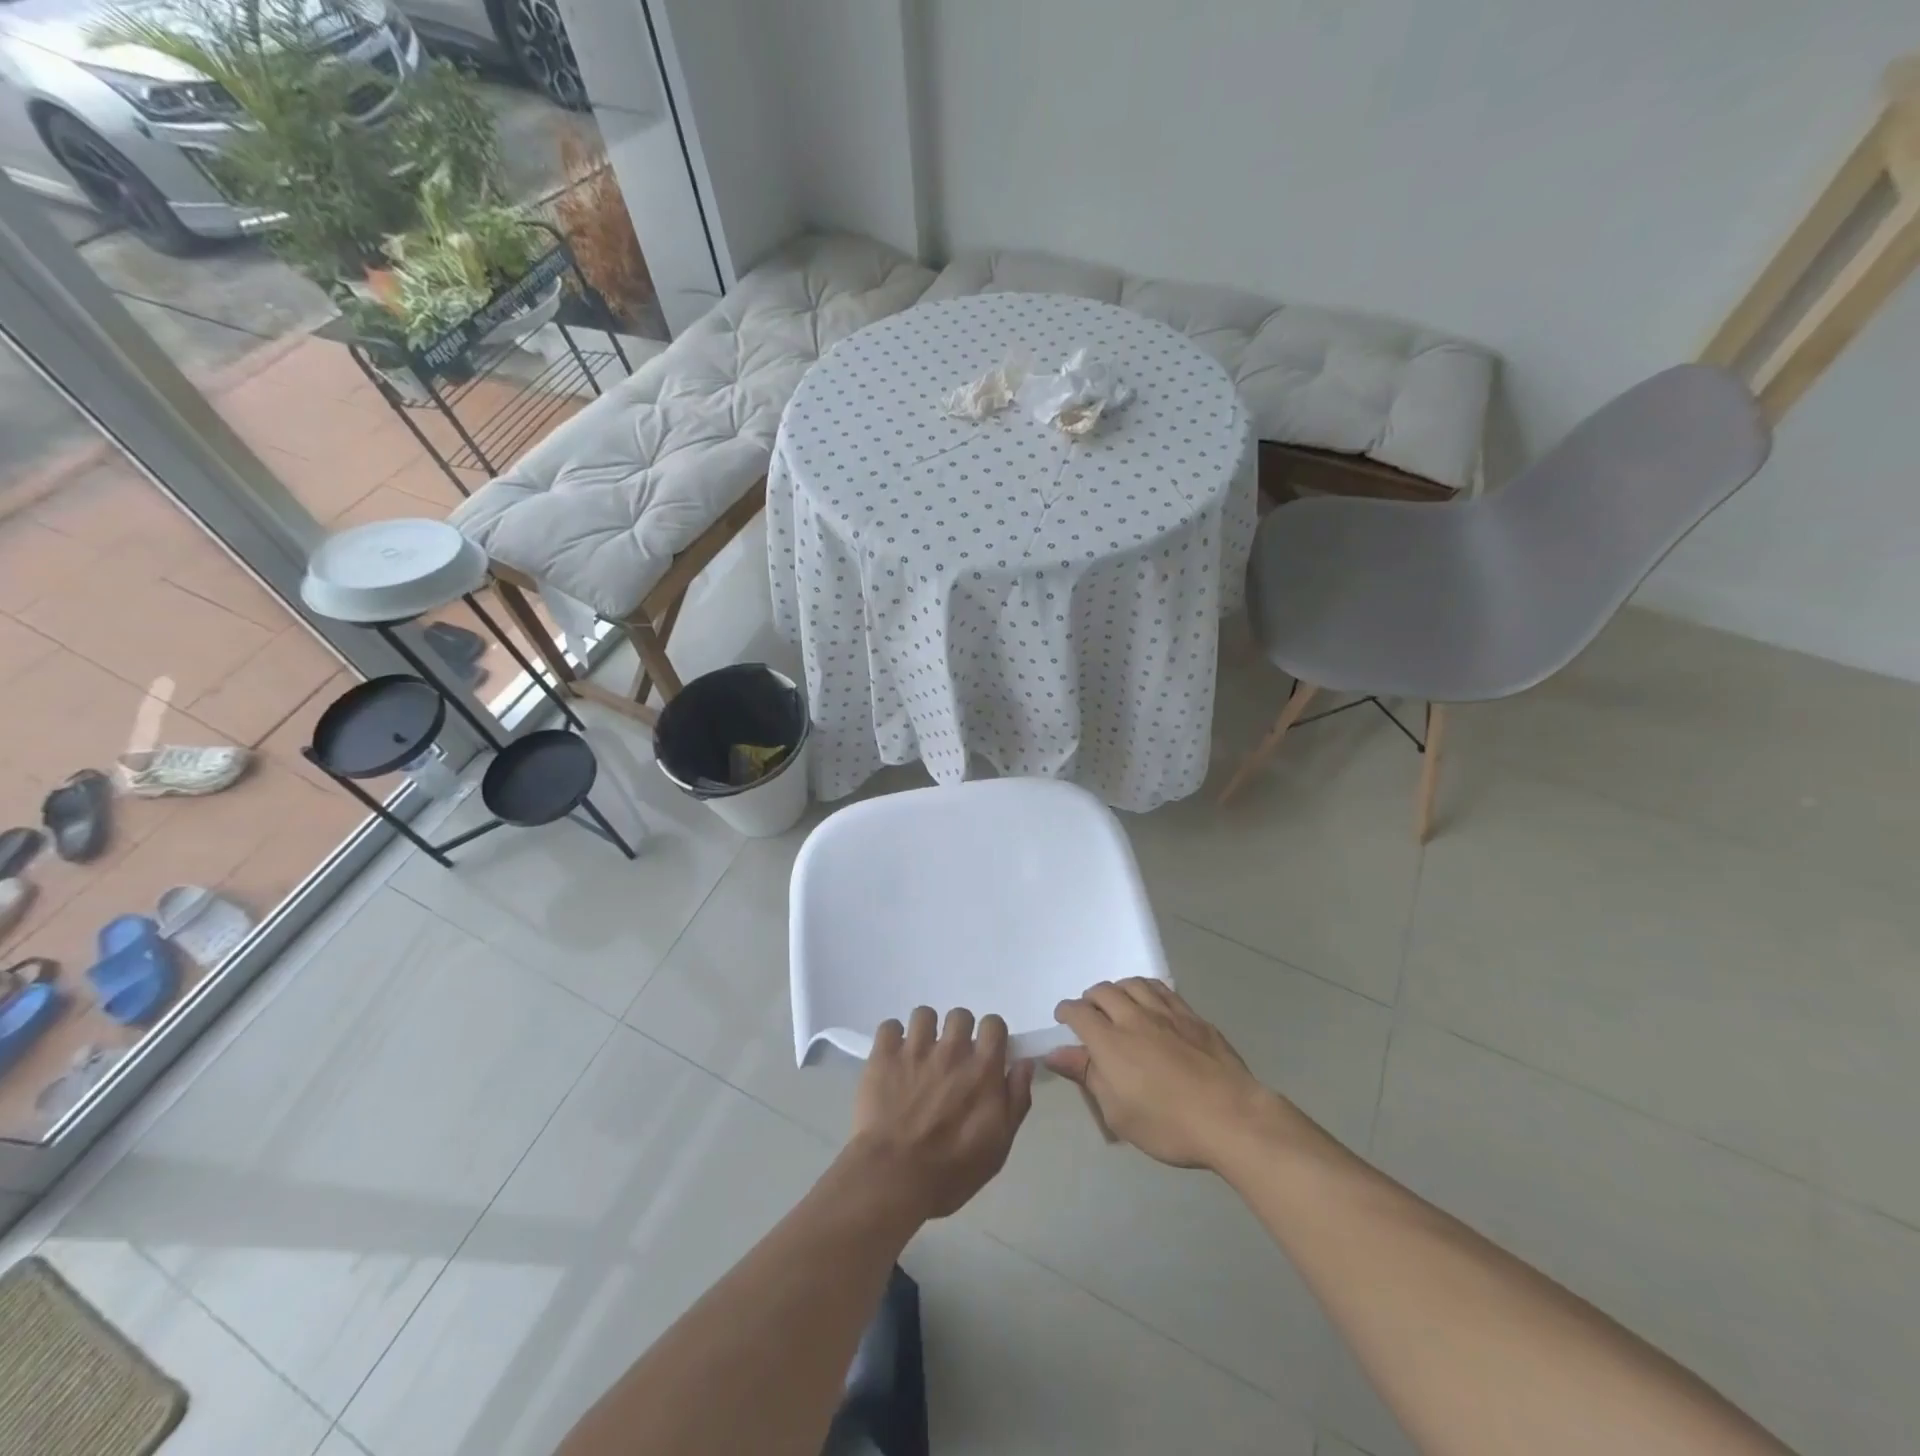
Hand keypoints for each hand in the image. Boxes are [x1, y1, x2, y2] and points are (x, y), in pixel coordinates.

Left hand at [846, 1007, 1035, 1220]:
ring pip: (924, 1014)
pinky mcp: (883, 1055)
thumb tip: (1024, 1063)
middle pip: (959, 1015)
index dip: (990, 1035)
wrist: (895, 1178)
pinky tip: (893, 1057)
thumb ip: (1016, 1099)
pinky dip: (892, 1038)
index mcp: (983, 1069)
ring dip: (925, 1031)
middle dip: (957, 1032)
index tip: (984, 1052)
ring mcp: (915, 1049)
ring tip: (919, 1054)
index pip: (993, 1024)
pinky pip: (890, 1026)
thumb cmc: (953, 1170)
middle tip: (950, 1057)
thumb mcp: (999, 1145)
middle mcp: (951, 1050)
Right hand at [1046, 980, 1279, 1170]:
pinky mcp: (1193, 1016)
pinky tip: (1151, 1004)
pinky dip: (1147, 990)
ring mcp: (1166, 1013)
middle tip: (1091, 1014)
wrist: (1231, 1117)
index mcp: (1110, 1042)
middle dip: (1091, 998)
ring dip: (1119, 990)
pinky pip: (1162, 990)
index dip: (1066, 1011)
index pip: (1078, 1012)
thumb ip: (1087, 1076)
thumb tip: (1056, 1053)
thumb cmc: (1167, 1125)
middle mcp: (1134, 1017)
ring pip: (1133, 984)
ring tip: (1119, 1004)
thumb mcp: (1118, 1112)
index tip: (1064, 1019)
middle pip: (1104, 991)